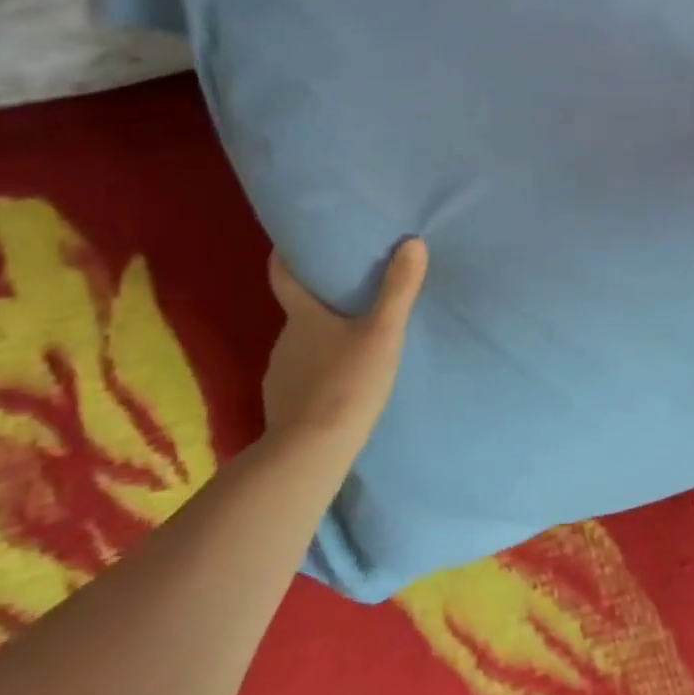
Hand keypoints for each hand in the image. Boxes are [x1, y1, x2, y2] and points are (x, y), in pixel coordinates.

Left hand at [262, 239, 427, 441]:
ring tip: (352, 342)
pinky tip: (339, 384)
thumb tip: (412, 242)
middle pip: (299, 311)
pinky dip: (317, 374)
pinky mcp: (282, 405)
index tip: (292, 244)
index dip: (285, 256)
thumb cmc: (347, 383)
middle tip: (351, 295)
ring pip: (302, 346)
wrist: (311, 452)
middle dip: (320, 302)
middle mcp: (285, 339)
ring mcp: (280, 374)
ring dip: (322, 341)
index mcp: (303, 315)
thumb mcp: (383, 333)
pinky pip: (301, 378)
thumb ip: (398, 289)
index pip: (282, 275)